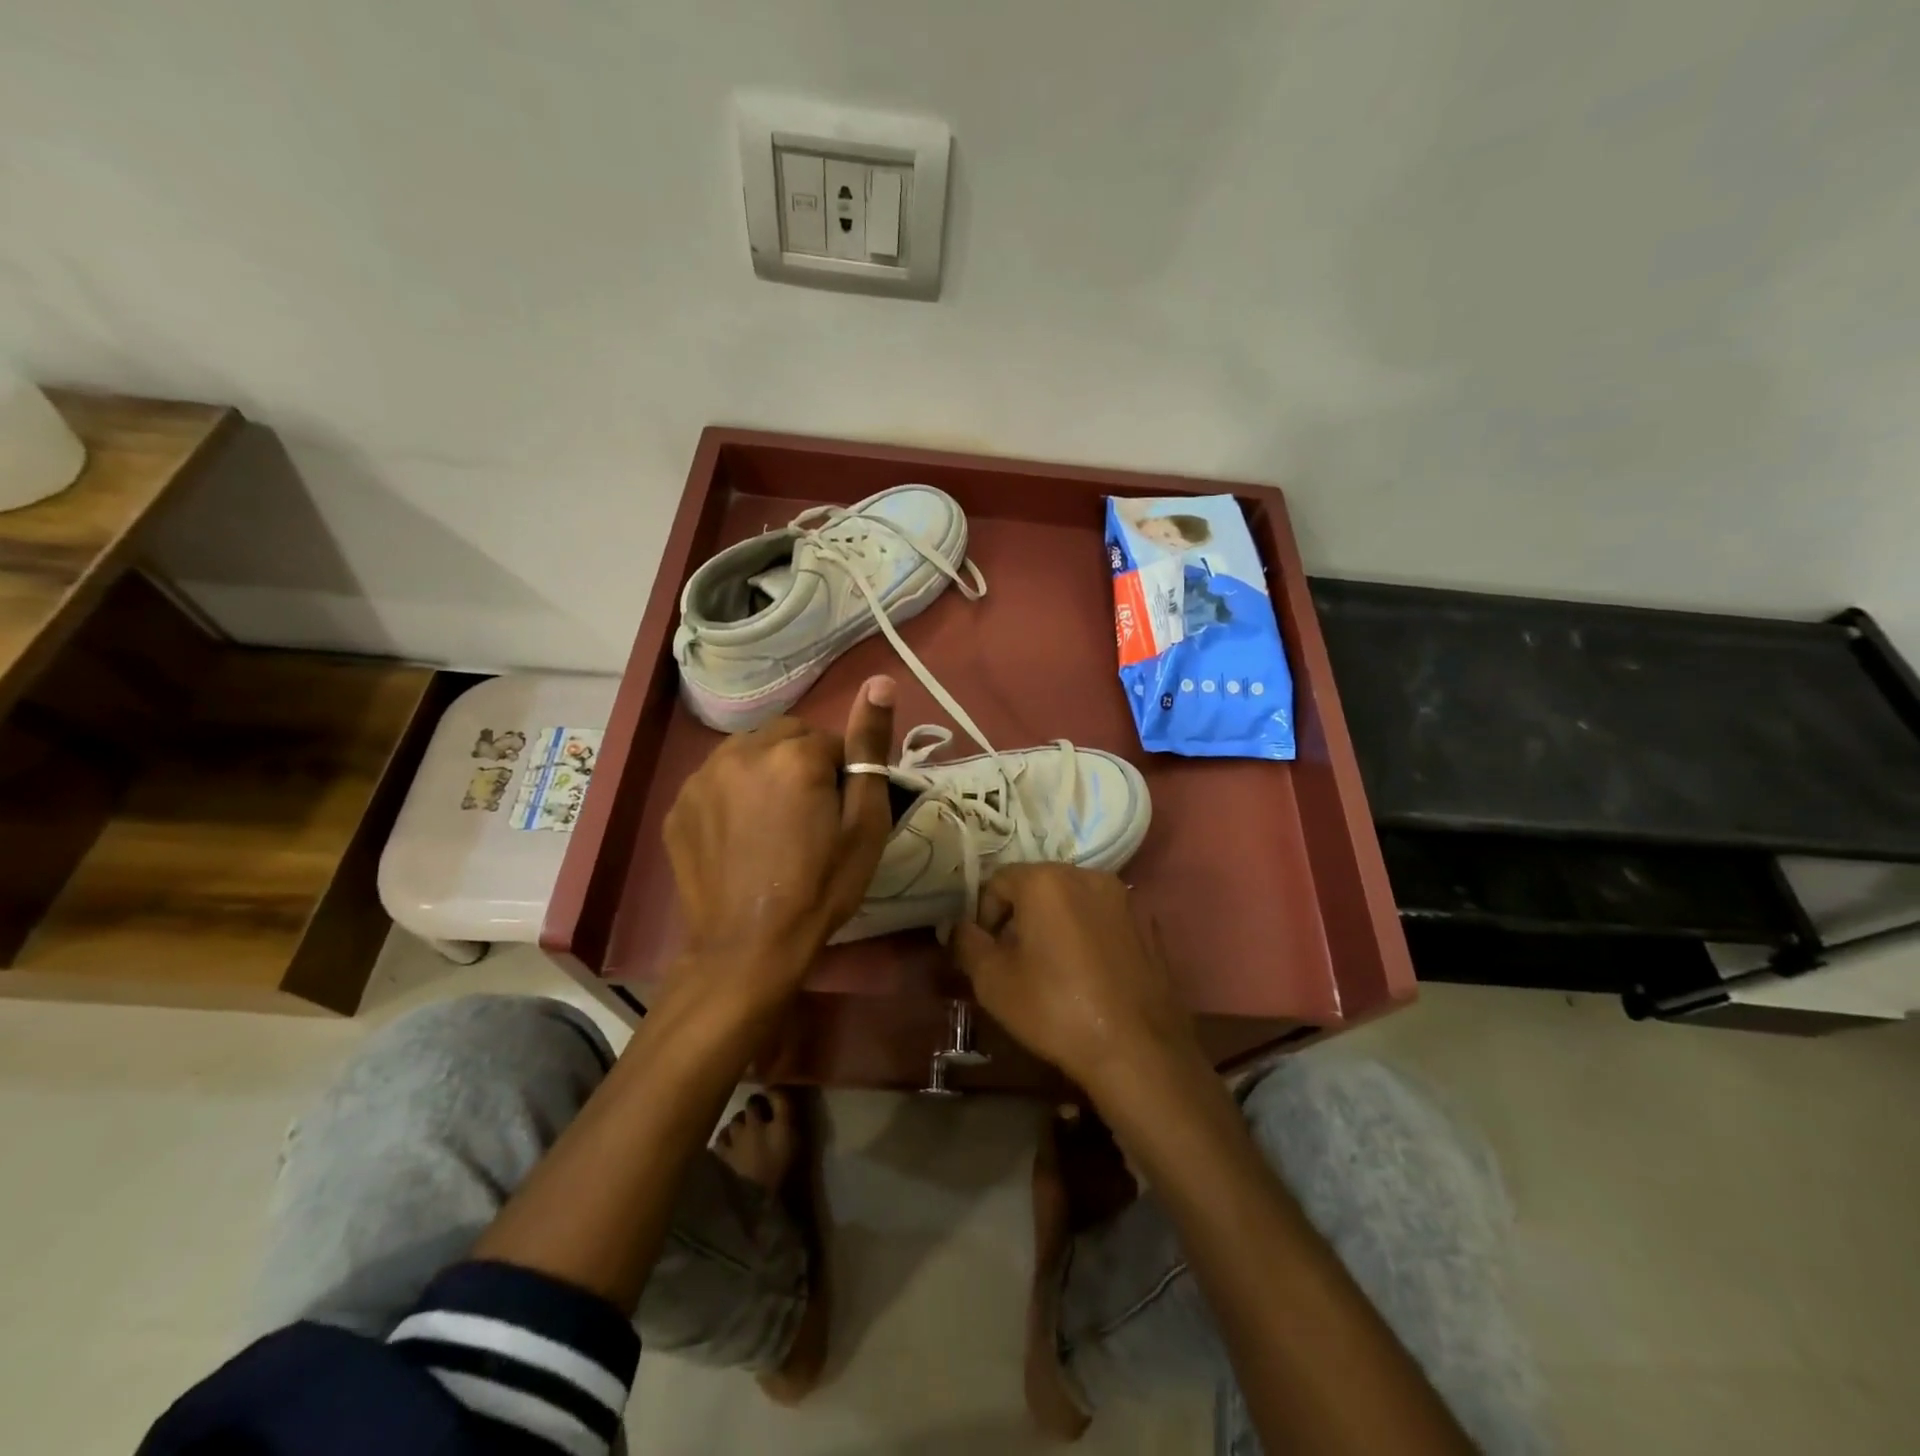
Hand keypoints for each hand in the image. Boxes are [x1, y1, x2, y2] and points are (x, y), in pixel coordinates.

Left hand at [664, 675, 895, 1003]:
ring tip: (773, 824)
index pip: (830, 741)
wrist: (749, 948)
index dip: (842, 776)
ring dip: (766, 773)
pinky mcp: (678, 806)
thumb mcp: (864, 822)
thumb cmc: (821, 887)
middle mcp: (741, 751)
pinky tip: (740, 836)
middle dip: (802, 765)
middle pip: (786, 738)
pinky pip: (715, 780)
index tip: (840, 815)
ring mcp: (701, 777)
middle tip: (810, 817)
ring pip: (748, 754)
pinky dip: (732, 795)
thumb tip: (881, 680)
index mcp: (792, 753)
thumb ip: (870, 746)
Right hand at [951, 865, 1202, 1095]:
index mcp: (1046, 880)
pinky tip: (1089, 974)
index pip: (999, 880)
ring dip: (1056, 922)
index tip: (987, 951)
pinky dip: (1089, 934)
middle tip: (1015, 960)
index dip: (985, 914)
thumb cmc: (1055, 1009)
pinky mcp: (1148, 923)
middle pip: (1039, 885)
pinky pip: (1104, 918)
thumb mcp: (993, 981)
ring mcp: (1124, 898)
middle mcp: (1087, 875)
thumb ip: (968, 943)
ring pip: (1074, 900)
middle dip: (1021, 915)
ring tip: (1054, 968)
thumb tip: (960, 927)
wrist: (1137, 1048)